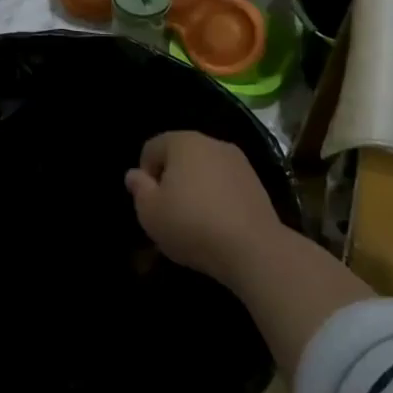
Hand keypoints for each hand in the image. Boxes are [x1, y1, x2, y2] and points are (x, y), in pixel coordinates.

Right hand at [125, 131, 375, 372]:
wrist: (253, 250)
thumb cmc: (191, 224)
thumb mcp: (150, 211)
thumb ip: (139, 188)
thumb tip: (135, 174)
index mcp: (183, 142)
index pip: (151, 148)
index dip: (144, 175)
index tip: (150, 203)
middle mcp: (212, 143)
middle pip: (180, 156)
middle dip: (171, 180)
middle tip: (168, 212)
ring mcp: (239, 162)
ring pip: (204, 171)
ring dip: (195, 189)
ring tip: (194, 221)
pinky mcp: (257, 184)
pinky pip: (225, 185)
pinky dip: (217, 198)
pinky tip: (217, 225)